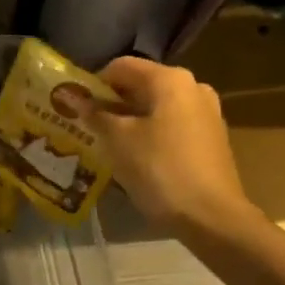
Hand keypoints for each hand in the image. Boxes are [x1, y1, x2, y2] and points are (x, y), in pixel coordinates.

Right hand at [87, 56, 263, 239]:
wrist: (211, 217)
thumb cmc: (159, 169)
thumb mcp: (117, 140)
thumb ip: (94, 113)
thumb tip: (72, 96)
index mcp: (170, 79)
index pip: (121, 67)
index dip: (93, 84)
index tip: (76, 107)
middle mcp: (193, 86)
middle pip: (141, 85)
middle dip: (112, 103)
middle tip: (88, 126)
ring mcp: (207, 112)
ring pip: (157, 106)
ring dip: (131, 119)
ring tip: (109, 144)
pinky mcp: (212, 137)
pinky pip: (172, 125)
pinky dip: (151, 133)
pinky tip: (138, 157)